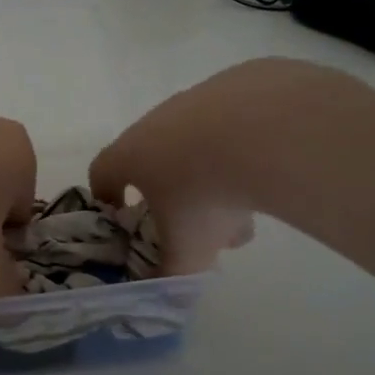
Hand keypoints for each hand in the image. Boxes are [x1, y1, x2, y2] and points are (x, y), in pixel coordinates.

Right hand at [91, 58, 373, 273]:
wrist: (267, 130)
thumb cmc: (206, 194)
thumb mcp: (187, 250)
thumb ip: (171, 275)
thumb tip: (165, 292)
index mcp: (131, 155)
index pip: (102, 172)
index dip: (107, 196)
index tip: (123, 216)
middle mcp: (156, 121)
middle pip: (154, 158)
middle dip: (172, 192)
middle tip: (198, 224)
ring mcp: (198, 98)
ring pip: (197, 139)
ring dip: (212, 171)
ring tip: (247, 207)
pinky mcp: (240, 81)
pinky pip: (236, 119)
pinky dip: (246, 143)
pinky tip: (273, 164)